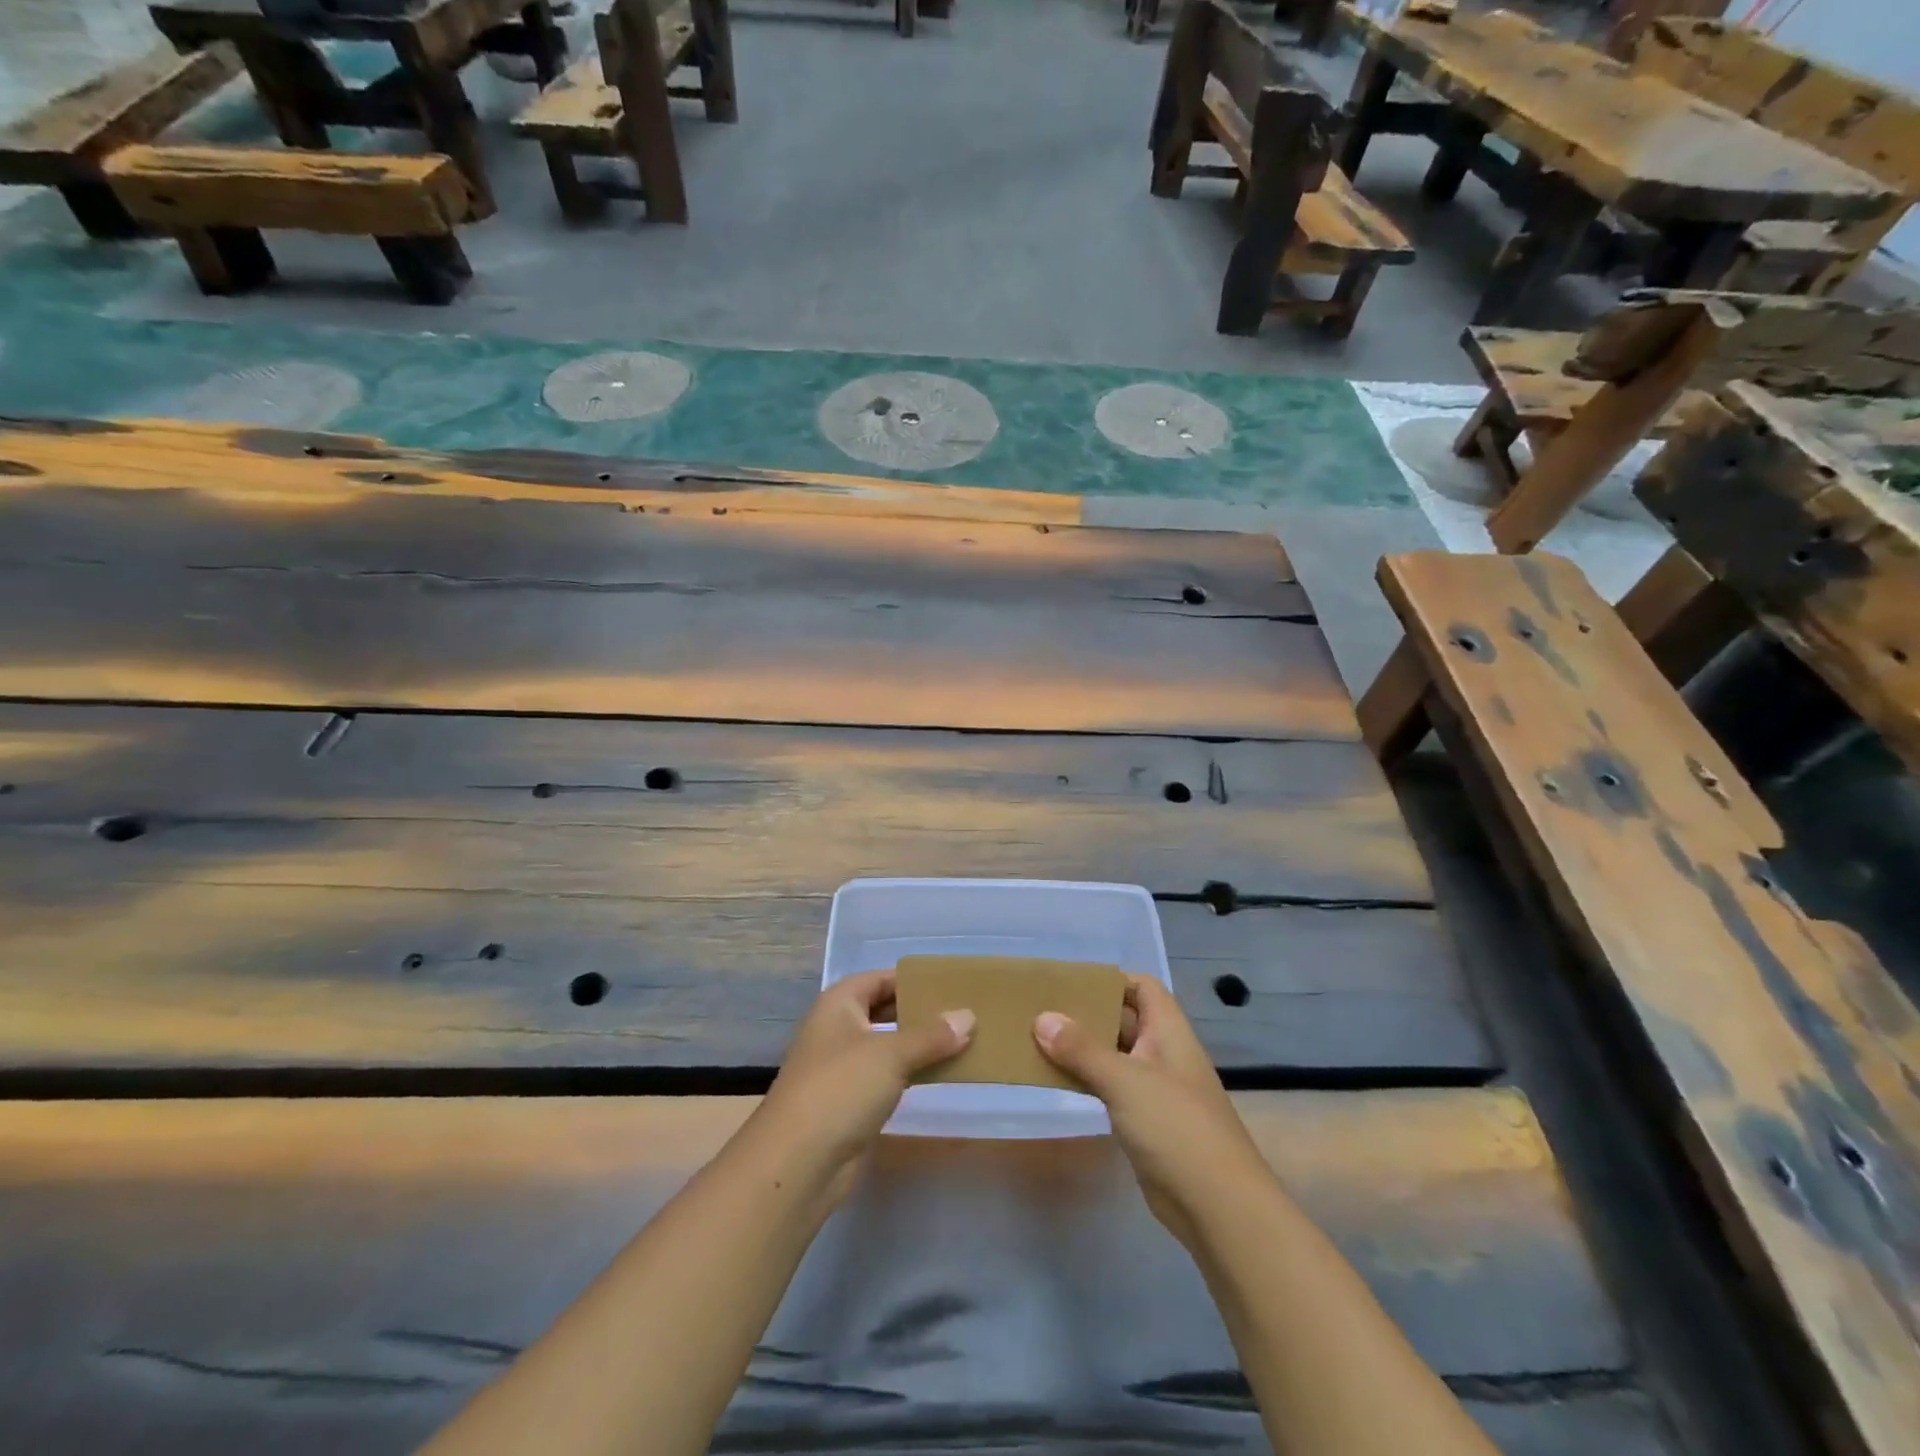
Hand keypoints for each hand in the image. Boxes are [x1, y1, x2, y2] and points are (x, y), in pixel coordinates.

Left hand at [748, 971, 973, 1202]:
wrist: (797, 1163)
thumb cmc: (841, 1088)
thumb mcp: (891, 1054)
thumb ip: (932, 1035)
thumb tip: (969, 1016)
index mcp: (838, 1004)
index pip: (880, 979)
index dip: (912, 979)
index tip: (950, 983)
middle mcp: (838, 1030)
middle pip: (884, 1011)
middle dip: (919, 1012)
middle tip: (962, 1012)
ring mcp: (842, 1068)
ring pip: (887, 1046)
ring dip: (919, 1045)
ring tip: (961, 1041)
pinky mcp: (850, 1103)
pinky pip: (887, 1077)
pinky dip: (911, 1073)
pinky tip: (939, 1075)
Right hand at [1035, 976, 1266, 1247]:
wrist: (1218, 1207)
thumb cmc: (1176, 1127)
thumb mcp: (1125, 1080)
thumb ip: (1082, 1049)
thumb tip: (1041, 1018)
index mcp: (1169, 1032)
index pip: (1143, 987)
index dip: (1111, 980)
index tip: (1070, 983)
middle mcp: (1164, 1054)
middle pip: (1125, 1020)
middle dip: (1088, 1014)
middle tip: (1042, 1010)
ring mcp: (1156, 1090)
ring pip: (1115, 1056)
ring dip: (1083, 1050)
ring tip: (1039, 1041)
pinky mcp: (1146, 1123)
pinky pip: (1112, 1089)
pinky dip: (1087, 1081)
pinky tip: (1058, 1081)